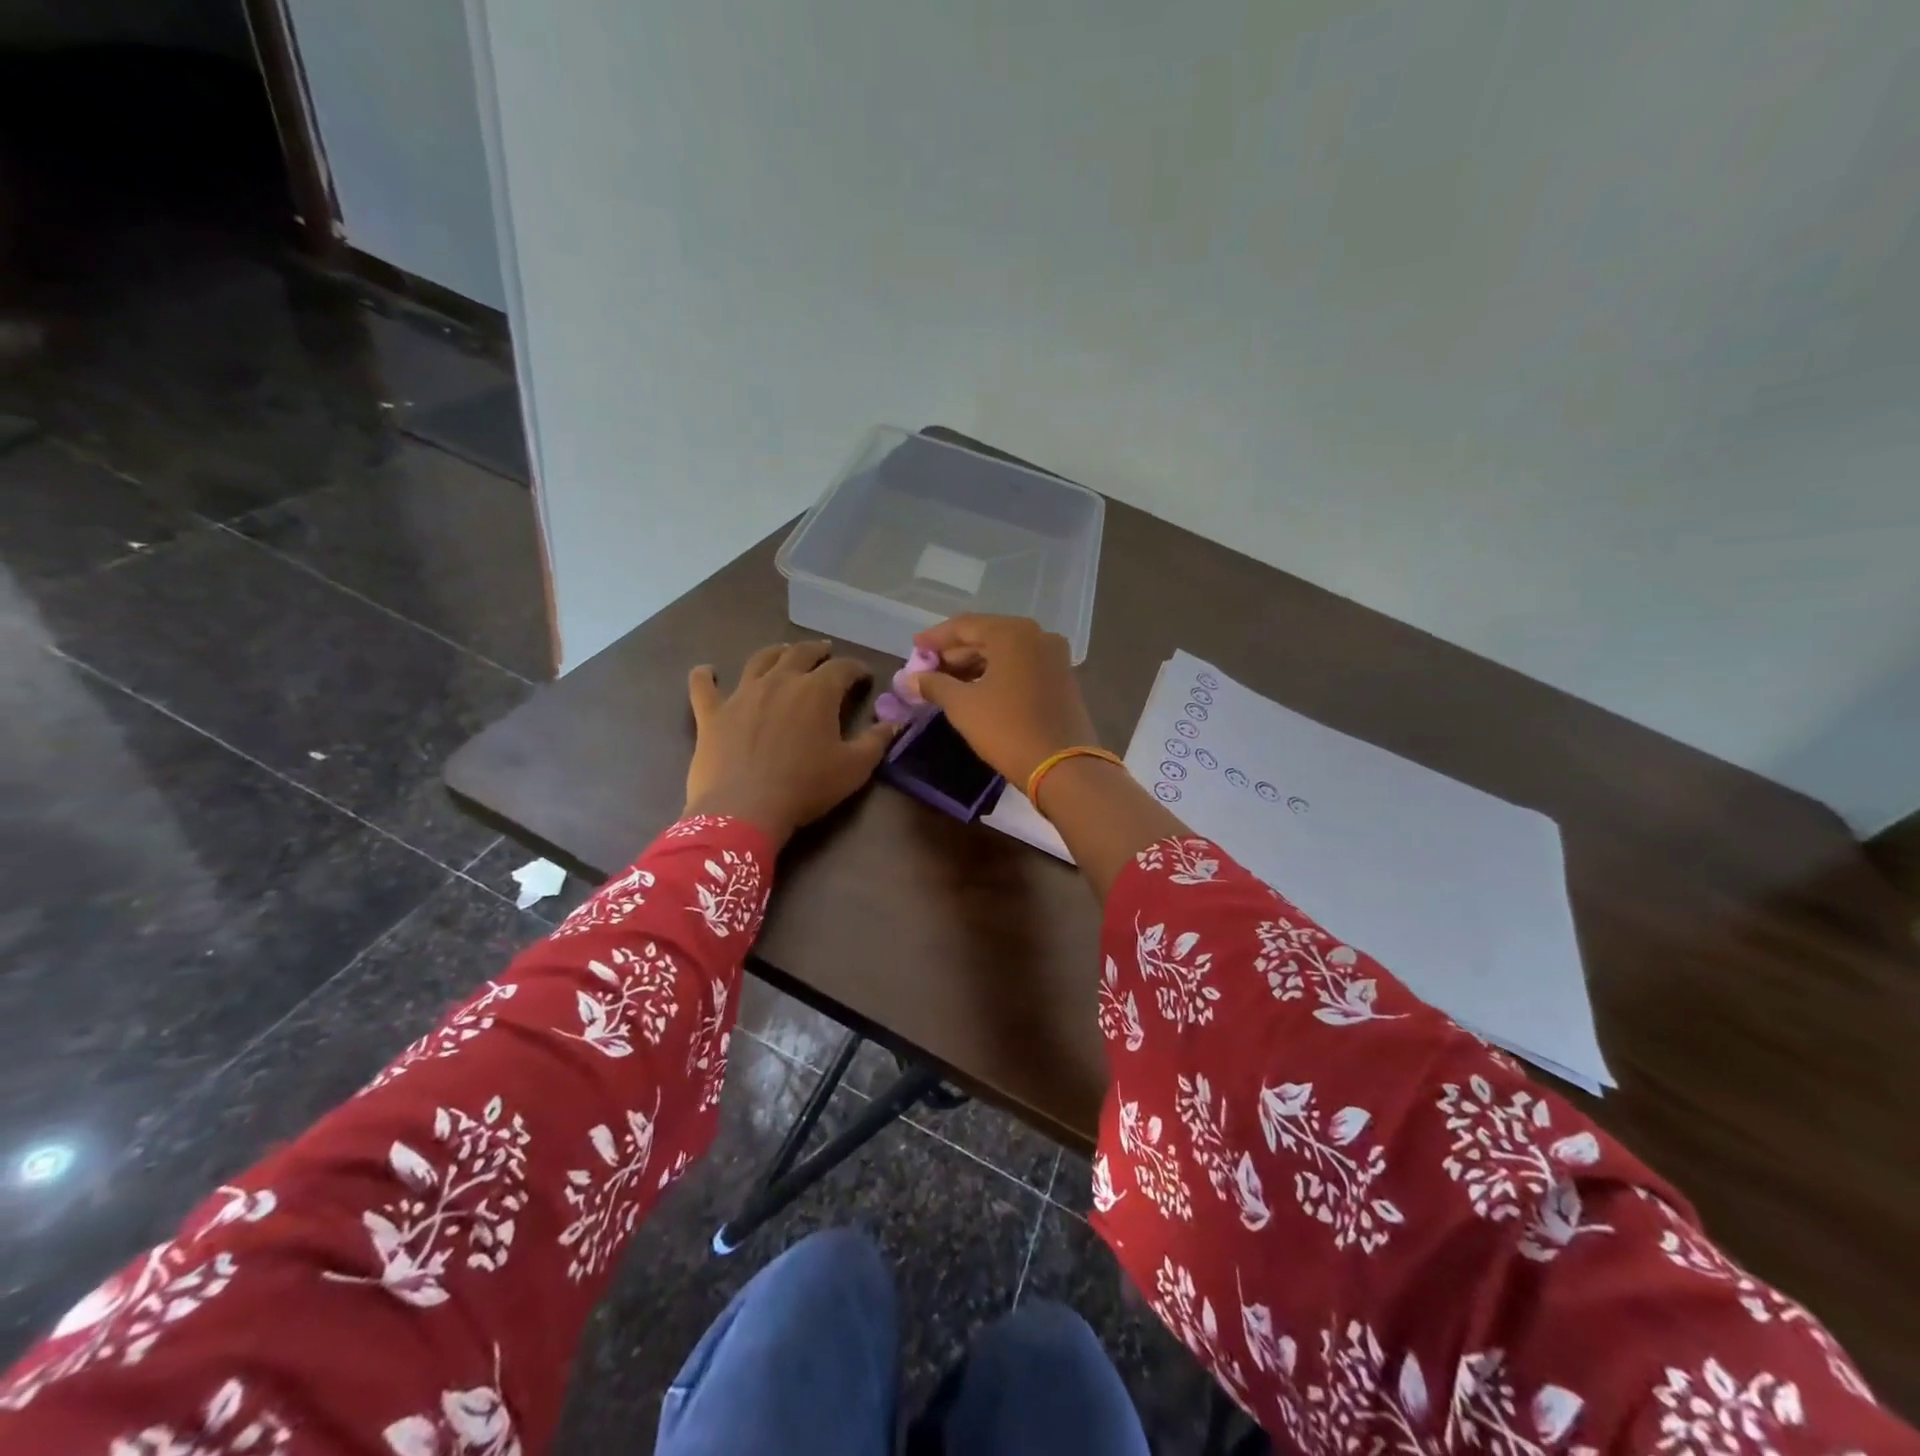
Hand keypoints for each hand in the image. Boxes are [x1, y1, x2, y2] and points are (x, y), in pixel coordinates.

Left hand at [685, 641, 897, 845]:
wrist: (744, 809)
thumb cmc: (806, 787)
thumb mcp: (854, 768)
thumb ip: (877, 741)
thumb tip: (895, 723)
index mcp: (817, 691)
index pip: (843, 668)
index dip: (856, 669)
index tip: (865, 677)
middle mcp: (779, 681)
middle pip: (800, 654)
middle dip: (818, 652)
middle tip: (826, 653)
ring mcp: (742, 694)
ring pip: (759, 660)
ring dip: (775, 653)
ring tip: (782, 653)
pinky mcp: (712, 713)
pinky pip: (704, 687)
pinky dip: (705, 675)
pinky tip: (707, 670)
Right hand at [909, 615, 1099, 786]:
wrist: (1063, 767)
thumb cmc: (1007, 729)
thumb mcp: (963, 705)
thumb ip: (934, 685)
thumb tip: (909, 679)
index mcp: (1013, 633)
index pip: (965, 625)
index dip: (935, 638)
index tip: (914, 648)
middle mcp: (1038, 636)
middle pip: (986, 637)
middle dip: (955, 654)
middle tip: (927, 670)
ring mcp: (1054, 657)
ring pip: (1005, 654)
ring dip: (974, 665)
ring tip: (947, 684)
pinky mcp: (1062, 679)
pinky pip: (1021, 667)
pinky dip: (997, 675)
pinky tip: (976, 691)